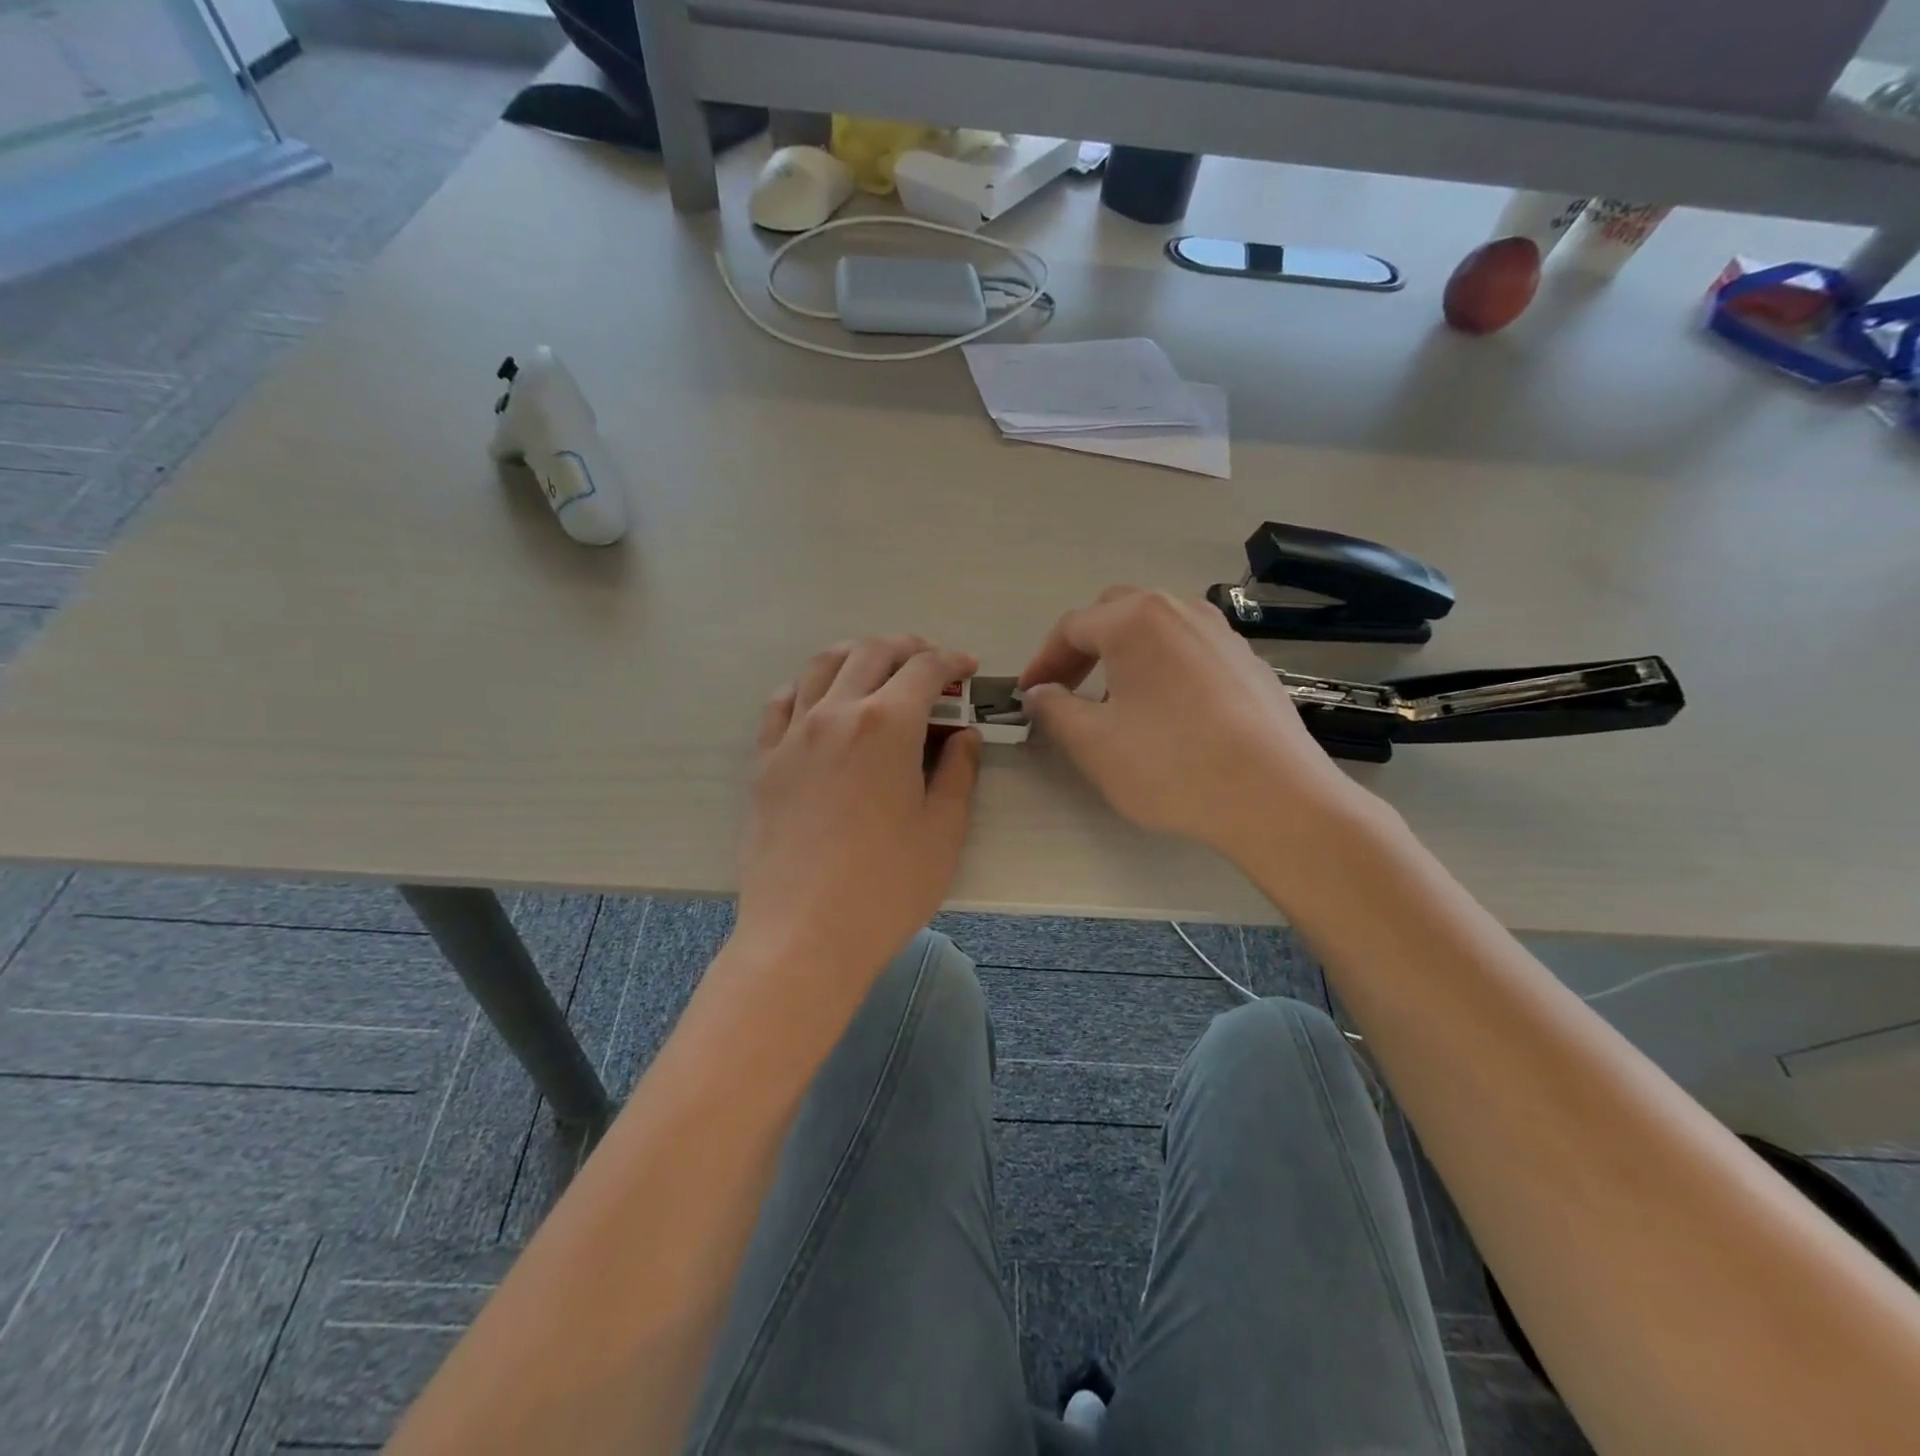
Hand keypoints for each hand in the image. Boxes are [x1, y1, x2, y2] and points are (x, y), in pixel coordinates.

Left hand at [735, 636, 979, 997]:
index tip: (966, 669)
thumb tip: (965, 735)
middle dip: (907, 648)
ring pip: (820, 666)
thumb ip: (959, 772)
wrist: (804, 935)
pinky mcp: (764, 761)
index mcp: (887, 725)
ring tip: (875, 667)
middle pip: (871, 653)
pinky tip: (820, 701)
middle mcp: (836, 713)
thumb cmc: (887, 888)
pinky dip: (806, 687)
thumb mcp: (943, 830)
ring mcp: (793, 735)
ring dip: (855, 655)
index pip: (924, 669)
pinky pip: (781, 703)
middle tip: (929, 664)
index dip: (951, 661)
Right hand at [1019, 588, 1370, 861]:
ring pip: (1156, 631)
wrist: (1275, 796)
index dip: (1041, 662)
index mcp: (1135, 619)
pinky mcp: (1248, 662)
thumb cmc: (1170, 764)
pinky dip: (1162, 670)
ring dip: (1123, 657)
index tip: (1027, 697)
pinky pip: (1189, 652)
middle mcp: (1180, 610)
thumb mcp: (1093, 743)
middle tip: (1066, 691)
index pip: (1071, 628)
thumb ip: (1053, 710)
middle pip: (1114, 615)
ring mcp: (1221, 634)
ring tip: (1114, 704)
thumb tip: (1039, 694)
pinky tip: (1166, 715)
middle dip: (1082, 650)